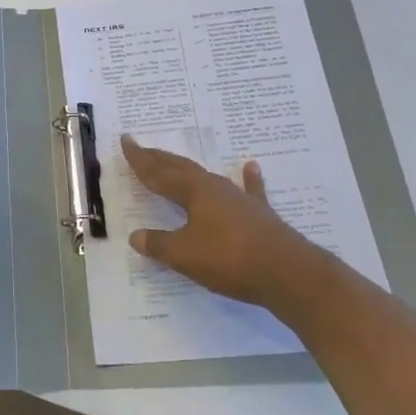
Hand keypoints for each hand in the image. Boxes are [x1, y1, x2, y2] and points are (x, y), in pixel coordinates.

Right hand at [120, 135, 308, 306]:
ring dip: (188, 170)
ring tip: (176, 160)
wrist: (289, 273)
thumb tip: (135, 236)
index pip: (159, 173)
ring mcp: (240, 199)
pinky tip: (250, 166)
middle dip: (159, 159)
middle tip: (141, 148)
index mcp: (194, 192)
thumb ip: (159, 244)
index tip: (126, 141)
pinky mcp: (260, 214)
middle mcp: (215, 188)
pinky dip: (248, 178)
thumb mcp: (185, 255)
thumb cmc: (230, 259)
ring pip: (207, 177)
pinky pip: (249, 190)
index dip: (140, 160)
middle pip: (181, 169)